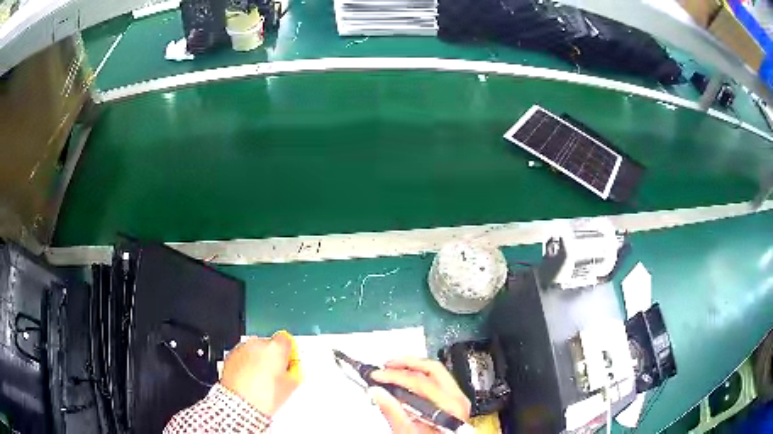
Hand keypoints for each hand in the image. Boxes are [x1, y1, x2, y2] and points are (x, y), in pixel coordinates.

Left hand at [219, 333, 298, 415]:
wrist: (241, 403)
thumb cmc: (264, 396)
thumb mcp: (290, 386)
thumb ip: (293, 371)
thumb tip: (291, 370)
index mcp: (275, 348)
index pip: (286, 340)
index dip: (288, 352)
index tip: (289, 361)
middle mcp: (257, 344)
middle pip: (269, 344)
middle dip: (272, 357)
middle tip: (275, 375)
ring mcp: (242, 349)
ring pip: (254, 350)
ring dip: (258, 360)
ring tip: (260, 380)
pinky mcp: (231, 356)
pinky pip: (242, 356)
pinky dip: (246, 364)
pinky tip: (249, 380)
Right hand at [368, 357, 470, 433]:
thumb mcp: (407, 432)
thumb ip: (393, 412)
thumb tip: (377, 392)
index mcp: (450, 407)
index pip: (420, 382)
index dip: (395, 376)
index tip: (377, 375)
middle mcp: (458, 399)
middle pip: (432, 370)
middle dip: (406, 364)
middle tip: (386, 366)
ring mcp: (458, 399)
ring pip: (436, 372)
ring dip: (412, 369)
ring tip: (393, 370)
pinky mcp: (454, 401)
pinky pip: (438, 380)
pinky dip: (419, 377)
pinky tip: (405, 381)